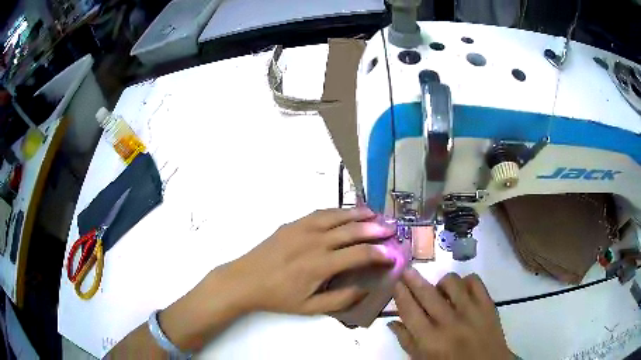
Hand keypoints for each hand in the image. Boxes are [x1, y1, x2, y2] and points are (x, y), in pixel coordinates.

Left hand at [223, 208, 395, 314]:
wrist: (246, 280)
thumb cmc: (278, 297)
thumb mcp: (309, 308)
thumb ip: (340, 299)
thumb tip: (364, 289)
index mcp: (320, 265)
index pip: (359, 254)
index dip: (379, 254)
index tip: (392, 254)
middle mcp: (315, 241)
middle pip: (352, 230)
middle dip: (375, 229)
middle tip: (391, 228)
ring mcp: (302, 228)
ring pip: (338, 216)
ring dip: (359, 214)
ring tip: (375, 215)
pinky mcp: (293, 223)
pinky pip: (320, 212)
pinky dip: (338, 210)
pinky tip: (346, 212)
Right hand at [389, 268, 511, 359]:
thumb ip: (407, 341)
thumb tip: (392, 322)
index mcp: (430, 340)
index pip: (410, 311)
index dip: (401, 294)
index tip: (396, 282)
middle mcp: (449, 322)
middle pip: (427, 294)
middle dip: (413, 279)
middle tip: (407, 270)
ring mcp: (471, 311)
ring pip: (452, 282)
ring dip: (442, 283)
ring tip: (441, 290)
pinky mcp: (487, 304)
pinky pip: (475, 281)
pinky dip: (465, 281)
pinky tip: (462, 290)